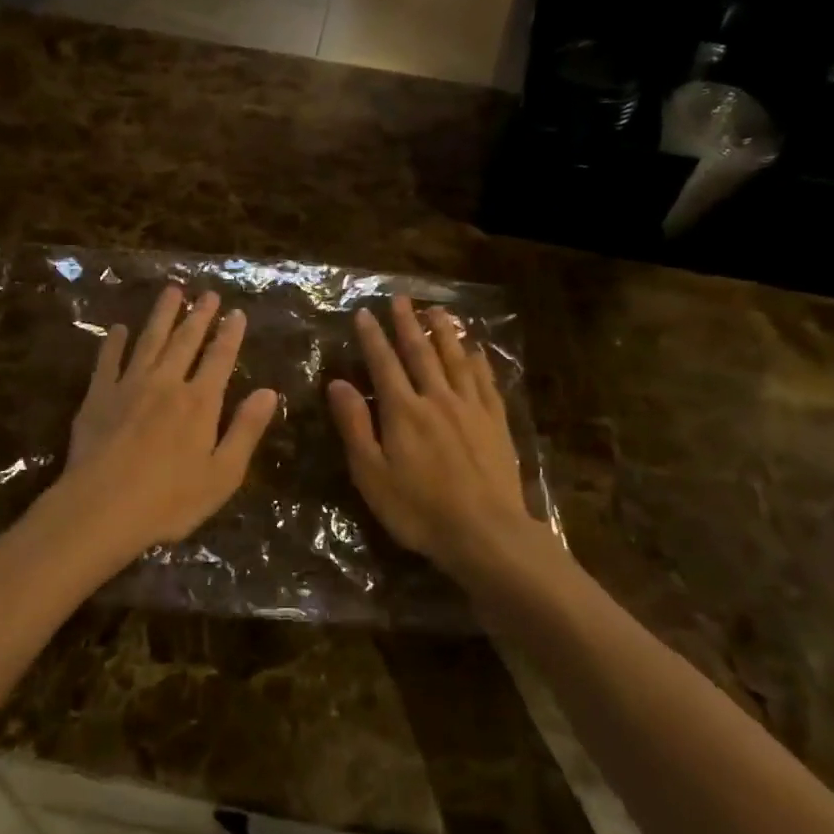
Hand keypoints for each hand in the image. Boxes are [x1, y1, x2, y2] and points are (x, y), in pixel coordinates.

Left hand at [42, 285, 278, 570]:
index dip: (230, 334)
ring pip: (149, 340)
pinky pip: (108, 360)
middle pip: (185, 341)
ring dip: (162, 315)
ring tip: (171, 291)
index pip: (220, 358)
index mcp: (200, 402)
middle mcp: (167, 383)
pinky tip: (118, 328)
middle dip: (199, 315)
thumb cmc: (169, 500)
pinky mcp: (98, 396)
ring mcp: (129, 386)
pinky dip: (114, 342)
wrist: (100, 509)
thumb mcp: (223, 474)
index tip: (236, 312)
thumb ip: (246, 430)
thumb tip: (269, 392)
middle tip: (207, 294)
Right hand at [327, 296, 531, 577]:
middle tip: (400, 299)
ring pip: (456, 360)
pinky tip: (476, 351)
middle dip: (407, 324)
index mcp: (404, 411)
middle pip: (420, 353)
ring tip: (437, 311)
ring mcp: (471, 408)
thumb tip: (337, 383)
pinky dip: (478, 362)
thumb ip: (355, 426)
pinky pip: (486, 382)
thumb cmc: (419, 510)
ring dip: (444, 333)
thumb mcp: (372, 474)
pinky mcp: (496, 423)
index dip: (372, 337)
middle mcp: (437, 399)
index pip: (384, 363)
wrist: (486, 533)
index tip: (364, 313)